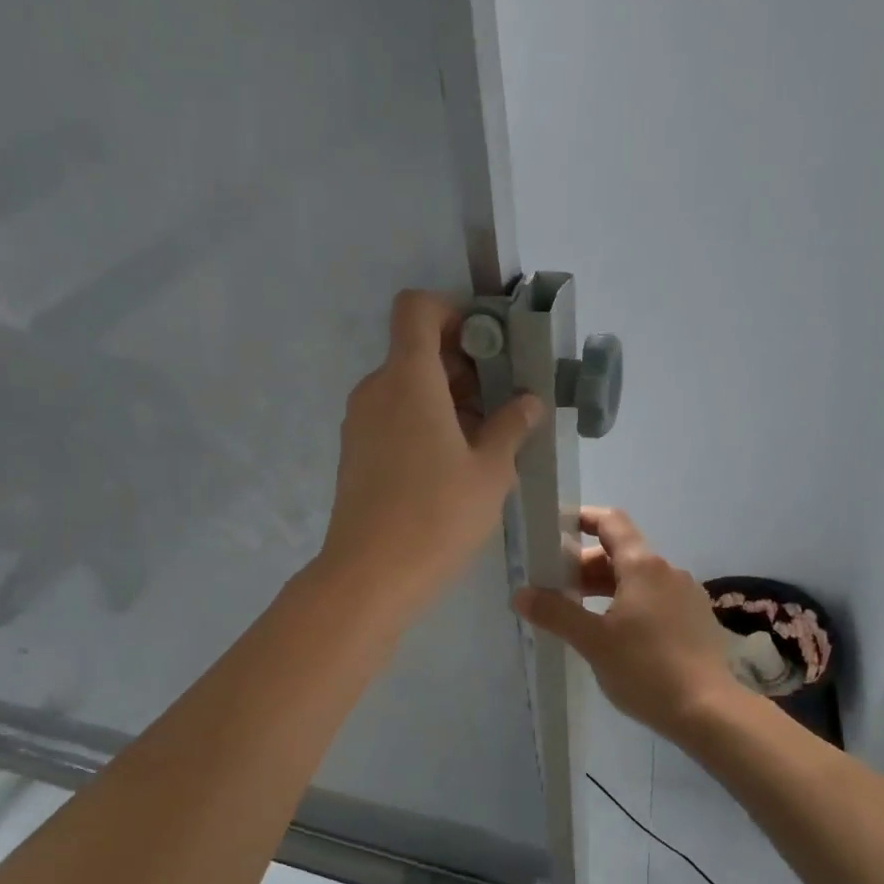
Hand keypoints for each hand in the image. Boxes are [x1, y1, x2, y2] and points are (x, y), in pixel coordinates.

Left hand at [319, 290, 542, 617]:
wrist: (370, 575)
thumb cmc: (437, 516)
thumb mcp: (490, 471)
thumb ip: (512, 425)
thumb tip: (527, 401)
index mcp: (408, 378)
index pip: (417, 308)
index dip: (453, 312)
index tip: (489, 345)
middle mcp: (377, 389)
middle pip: (417, 350)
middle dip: (464, 364)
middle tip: (504, 400)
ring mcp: (360, 422)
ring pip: (407, 387)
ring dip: (448, 398)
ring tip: (488, 438)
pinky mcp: (356, 452)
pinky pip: (394, 416)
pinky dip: (425, 421)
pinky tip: (456, 463)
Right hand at [512, 507, 742, 739]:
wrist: (708, 711)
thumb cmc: (646, 669)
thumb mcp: (593, 642)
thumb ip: (555, 613)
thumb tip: (521, 593)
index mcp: (643, 566)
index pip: (611, 522)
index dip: (582, 519)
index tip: (554, 532)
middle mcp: (668, 571)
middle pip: (621, 553)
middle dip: (586, 566)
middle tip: (556, 589)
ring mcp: (687, 595)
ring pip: (639, 579)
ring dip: (607, 588)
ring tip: (581, 614)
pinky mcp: (696, 620)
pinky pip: (656, 599)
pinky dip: (630, 604)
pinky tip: (617, 635)